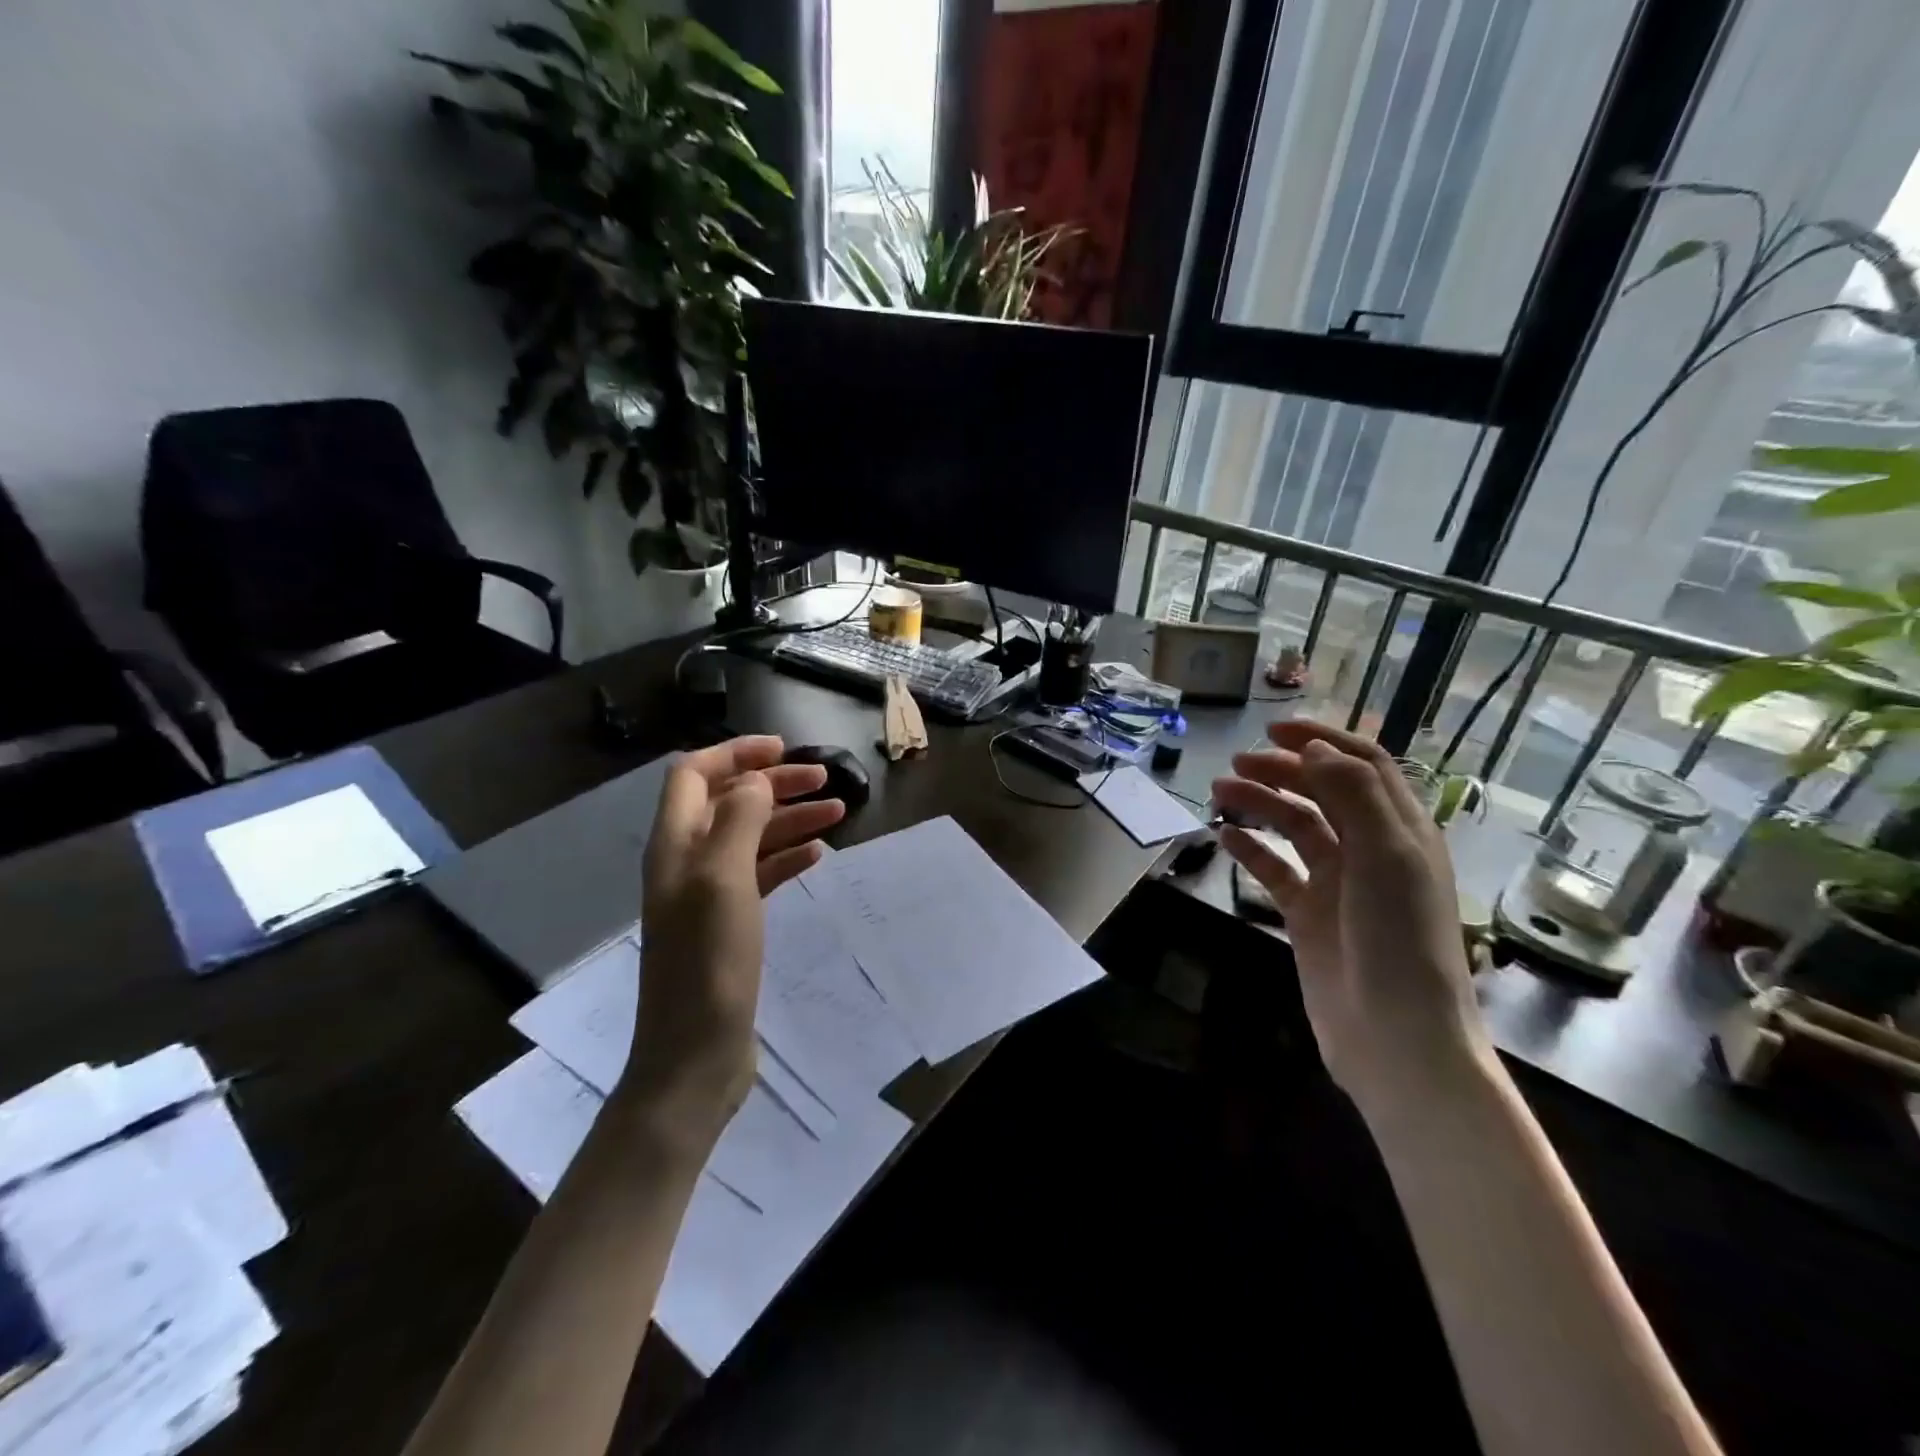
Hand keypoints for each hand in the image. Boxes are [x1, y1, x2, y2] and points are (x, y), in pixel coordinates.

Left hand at [625, 736, 845, 1143]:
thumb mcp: (723, 880)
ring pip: (750, 837)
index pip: (693, 774)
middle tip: (825, 779)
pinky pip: (760, 875)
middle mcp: (687, 862)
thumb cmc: (708, 962)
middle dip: (773, 784)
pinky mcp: (729, 924)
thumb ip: (739, 820)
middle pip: (728, 802)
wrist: (694, 1054)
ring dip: (789, 819)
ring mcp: (708, 895)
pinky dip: (787, 857)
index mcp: (674, 844)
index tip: (783, 748)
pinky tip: (817, 855)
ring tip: (838, 812)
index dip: (735, 754)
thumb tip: (755, 781)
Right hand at [1212, 721, 1492, 1121]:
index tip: (1275, 730)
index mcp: (1401, 831)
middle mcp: (1370, 849)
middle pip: (1323, 792)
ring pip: (1294, 826)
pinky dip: (1251, 849)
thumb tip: (1313, 748)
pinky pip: (1275, 869)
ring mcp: (1337, 882)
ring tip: (1218, 793)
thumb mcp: (1386, 857)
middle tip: (1236, 764)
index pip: (1364, 766)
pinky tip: (1224, 836)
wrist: (1396, 1039)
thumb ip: (1352, 796)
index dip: (1324, 741)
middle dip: (1281, 771)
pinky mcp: (1309, 914)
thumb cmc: (1400, 942)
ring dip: (1260, 804)